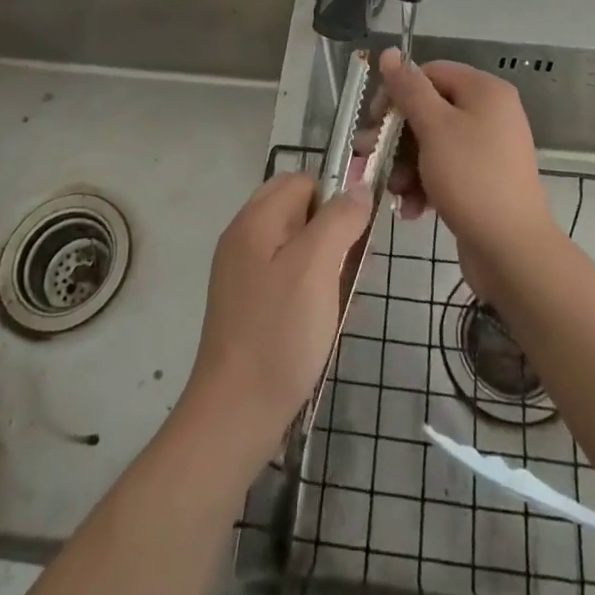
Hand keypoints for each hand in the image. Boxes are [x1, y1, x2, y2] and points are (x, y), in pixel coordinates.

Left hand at [178, 171, 371, 460]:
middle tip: (352, 267)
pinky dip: (311, 288)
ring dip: (326, 263)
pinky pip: (287, 277)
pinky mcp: (248, 305)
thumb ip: (340, 219)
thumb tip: (359, 187)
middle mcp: (244, 237)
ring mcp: (242, 273)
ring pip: (297, 245)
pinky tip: (326, 319)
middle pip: (299, 210)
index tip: (356, 235)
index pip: (303, 179)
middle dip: (332, 231)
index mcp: (255, 219)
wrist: (235, 415)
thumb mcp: (318, 267)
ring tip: (342, 298)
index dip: (334, 198)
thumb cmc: (279, 333)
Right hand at [376, 49, 562, 303]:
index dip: (398, 92)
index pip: (430, 73)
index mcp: (484, 91)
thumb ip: (409, 89)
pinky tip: (411, 210)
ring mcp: (488, 149)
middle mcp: (490, 113)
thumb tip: (390, 51)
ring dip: (406, 165)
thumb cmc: (471, 178)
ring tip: (393, 191)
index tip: (374, 120)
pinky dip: (425, 185)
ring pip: (433, 144)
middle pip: (430, 110)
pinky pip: (446, 170)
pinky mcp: (483, 181)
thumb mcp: (434, 128)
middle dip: (397, 137)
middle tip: (369, 157)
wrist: (513, 251)